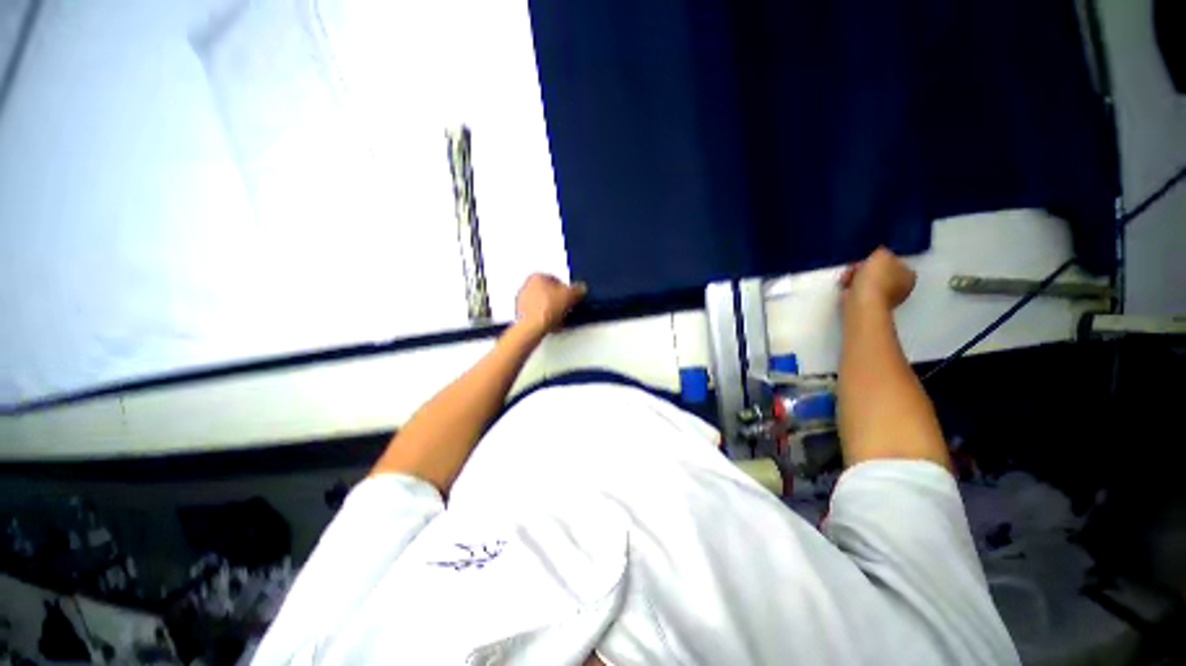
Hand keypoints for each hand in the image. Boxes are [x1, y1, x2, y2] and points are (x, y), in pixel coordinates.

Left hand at [515, 274, 586, 336]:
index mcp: (537, 276)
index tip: (572, 296)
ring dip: (552, 309)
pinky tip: (553, 324)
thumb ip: (578, 289)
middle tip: (567, 305)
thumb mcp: (570, 295)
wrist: (533, 327)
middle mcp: (526, 286)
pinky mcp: (522, 315)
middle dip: (558, 299)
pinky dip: (545, 318)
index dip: (566, 289)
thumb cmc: (546, 308)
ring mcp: (523, 302)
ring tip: (561, 316)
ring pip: (543, 304)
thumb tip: (581, 289)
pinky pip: (538, 314)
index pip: (556, 279)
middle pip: (548, 291)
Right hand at [840, 247, 915, 309]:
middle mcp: (899, 288)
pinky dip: (852, 285)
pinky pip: (859, 289)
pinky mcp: (867, 303)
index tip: (870, 256)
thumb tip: (880, 253)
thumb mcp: (881, 254)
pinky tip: (846, 282)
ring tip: (848, 273)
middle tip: (857, 264)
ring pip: (868, 281)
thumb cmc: (876, 278)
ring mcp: (883, 298)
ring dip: (856, 275)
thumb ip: (882, 251)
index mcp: (909, 276)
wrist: (861, 301)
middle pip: (881, 272)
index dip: (883, 257)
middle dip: (867, 267)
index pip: (897, 262)